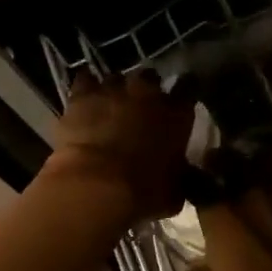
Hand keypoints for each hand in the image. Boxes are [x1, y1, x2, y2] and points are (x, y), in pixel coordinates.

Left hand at [45, 71, 195, 222]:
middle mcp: (148, 94)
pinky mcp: (82, 95)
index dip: (185, 91)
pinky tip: (85, 93)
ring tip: (110, 102)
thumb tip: (180, 174)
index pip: (188, 88)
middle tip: (140, 104)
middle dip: (146, 87)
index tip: (181, 97)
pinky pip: (85, 79)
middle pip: (150, 77)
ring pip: (116, 77)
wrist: (97, 185)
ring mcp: (113, 91)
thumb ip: (179, 174)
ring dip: (115, 89)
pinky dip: (86, 85)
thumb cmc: (143, 193)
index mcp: (177, 115)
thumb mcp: (175, 191)